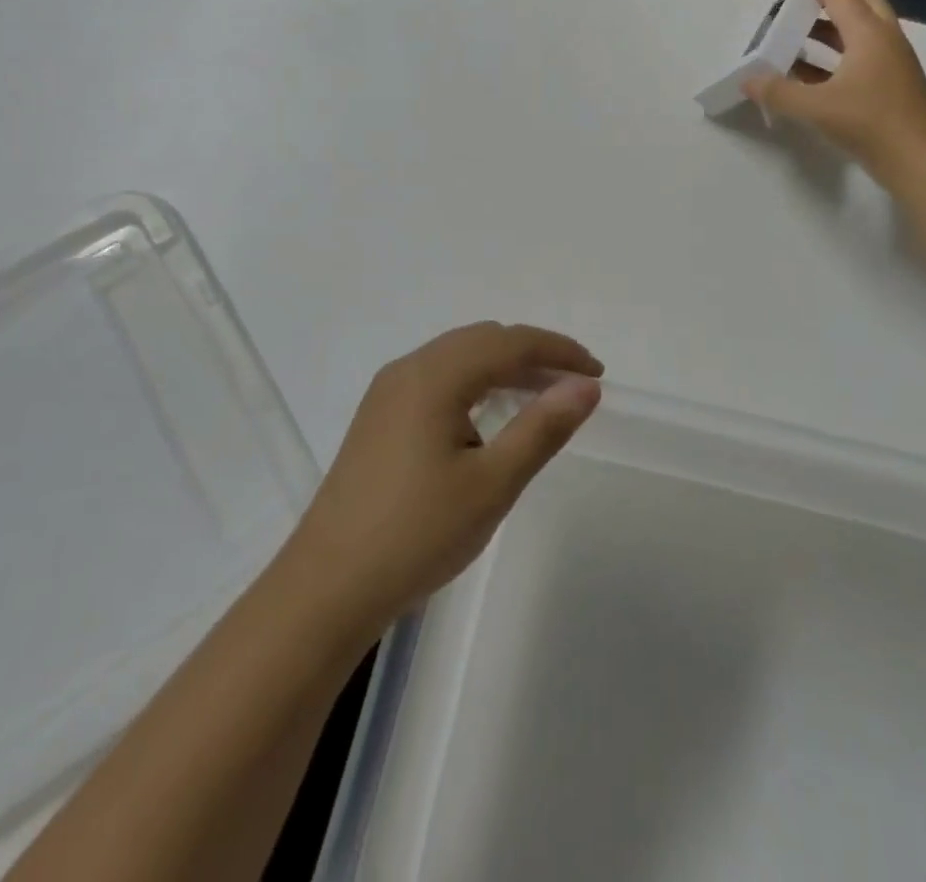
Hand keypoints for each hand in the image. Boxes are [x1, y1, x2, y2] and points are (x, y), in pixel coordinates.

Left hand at [286, 323, 602, 636]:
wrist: (327, 587)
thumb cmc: (417, 534)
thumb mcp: (492, 484)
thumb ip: (542, 428)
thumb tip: (586, 386)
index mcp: (435, 376)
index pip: (510, 342)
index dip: (559, 351)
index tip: (597, 373)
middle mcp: (409, 369)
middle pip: (483, 340)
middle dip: (533, 354)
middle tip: (573, 385)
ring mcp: (388, 392)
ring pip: (458, 356)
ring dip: (503, 367)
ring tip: (541, 397)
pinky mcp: (379, 416)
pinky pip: (438, 378)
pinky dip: (475, 382)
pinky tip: (488, 416)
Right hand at [743, 0, 925, 188]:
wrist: (921, 160)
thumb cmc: (871, 123)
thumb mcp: (817, 108)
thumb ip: (779, 93)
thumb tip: (749, 81)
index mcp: (869, 35)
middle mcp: (884, 41)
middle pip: (862, 4)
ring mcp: (892, 64)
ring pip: (862, 32)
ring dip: (833, 28)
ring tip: (800, 34)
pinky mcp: (892, 86)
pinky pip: (861, 57)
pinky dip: (836, 55)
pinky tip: (812, 73)